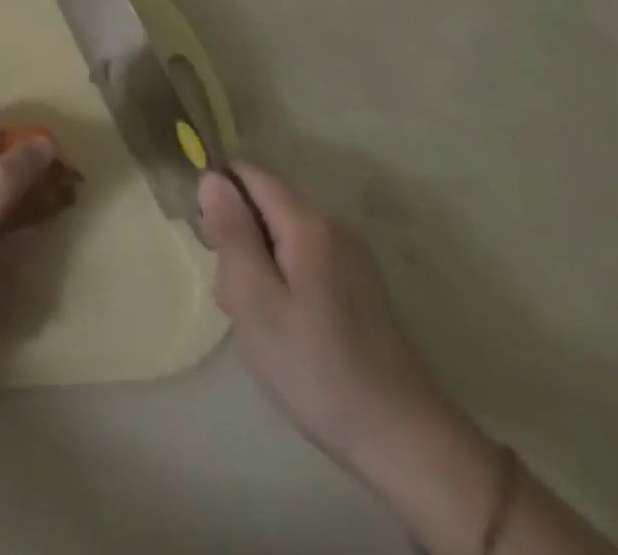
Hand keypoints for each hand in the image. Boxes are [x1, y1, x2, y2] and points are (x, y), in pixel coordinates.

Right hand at [200, 164, 477, 482]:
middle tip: (235, 297)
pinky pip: (300, 260)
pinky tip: (285, 329)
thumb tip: (211, 177)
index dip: (218, 196)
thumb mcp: (254, 300)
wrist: (407, 444)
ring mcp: (349, 257)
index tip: (210, 245)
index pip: (247, 173)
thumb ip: (231, 232)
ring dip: (256, 266)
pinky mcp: (357, 286)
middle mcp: (332, 226)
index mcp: (307, 222)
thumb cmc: (317, 368)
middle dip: (237, 239)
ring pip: (278, 236)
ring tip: (259, 321)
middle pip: (262, 205)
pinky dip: (281, 283)